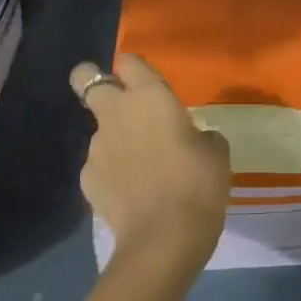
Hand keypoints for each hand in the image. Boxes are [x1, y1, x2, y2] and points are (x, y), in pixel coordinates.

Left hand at [70, 54, 230, 270]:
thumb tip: (193, 138)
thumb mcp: (216, 152)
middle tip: (118, 102)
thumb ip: (199, 135)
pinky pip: (98, 166)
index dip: (132, 68)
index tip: (143, 81)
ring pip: (99, 131)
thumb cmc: (198, 184)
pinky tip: (131, 194)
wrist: (164, 238)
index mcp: (150, 96)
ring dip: (115, 140)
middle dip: (93, 81)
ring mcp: (96, 147)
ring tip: (140, 169)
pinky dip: (111, 174)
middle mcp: (116, 113)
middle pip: (85, 79)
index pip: (129, 61)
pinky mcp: (86, 180)